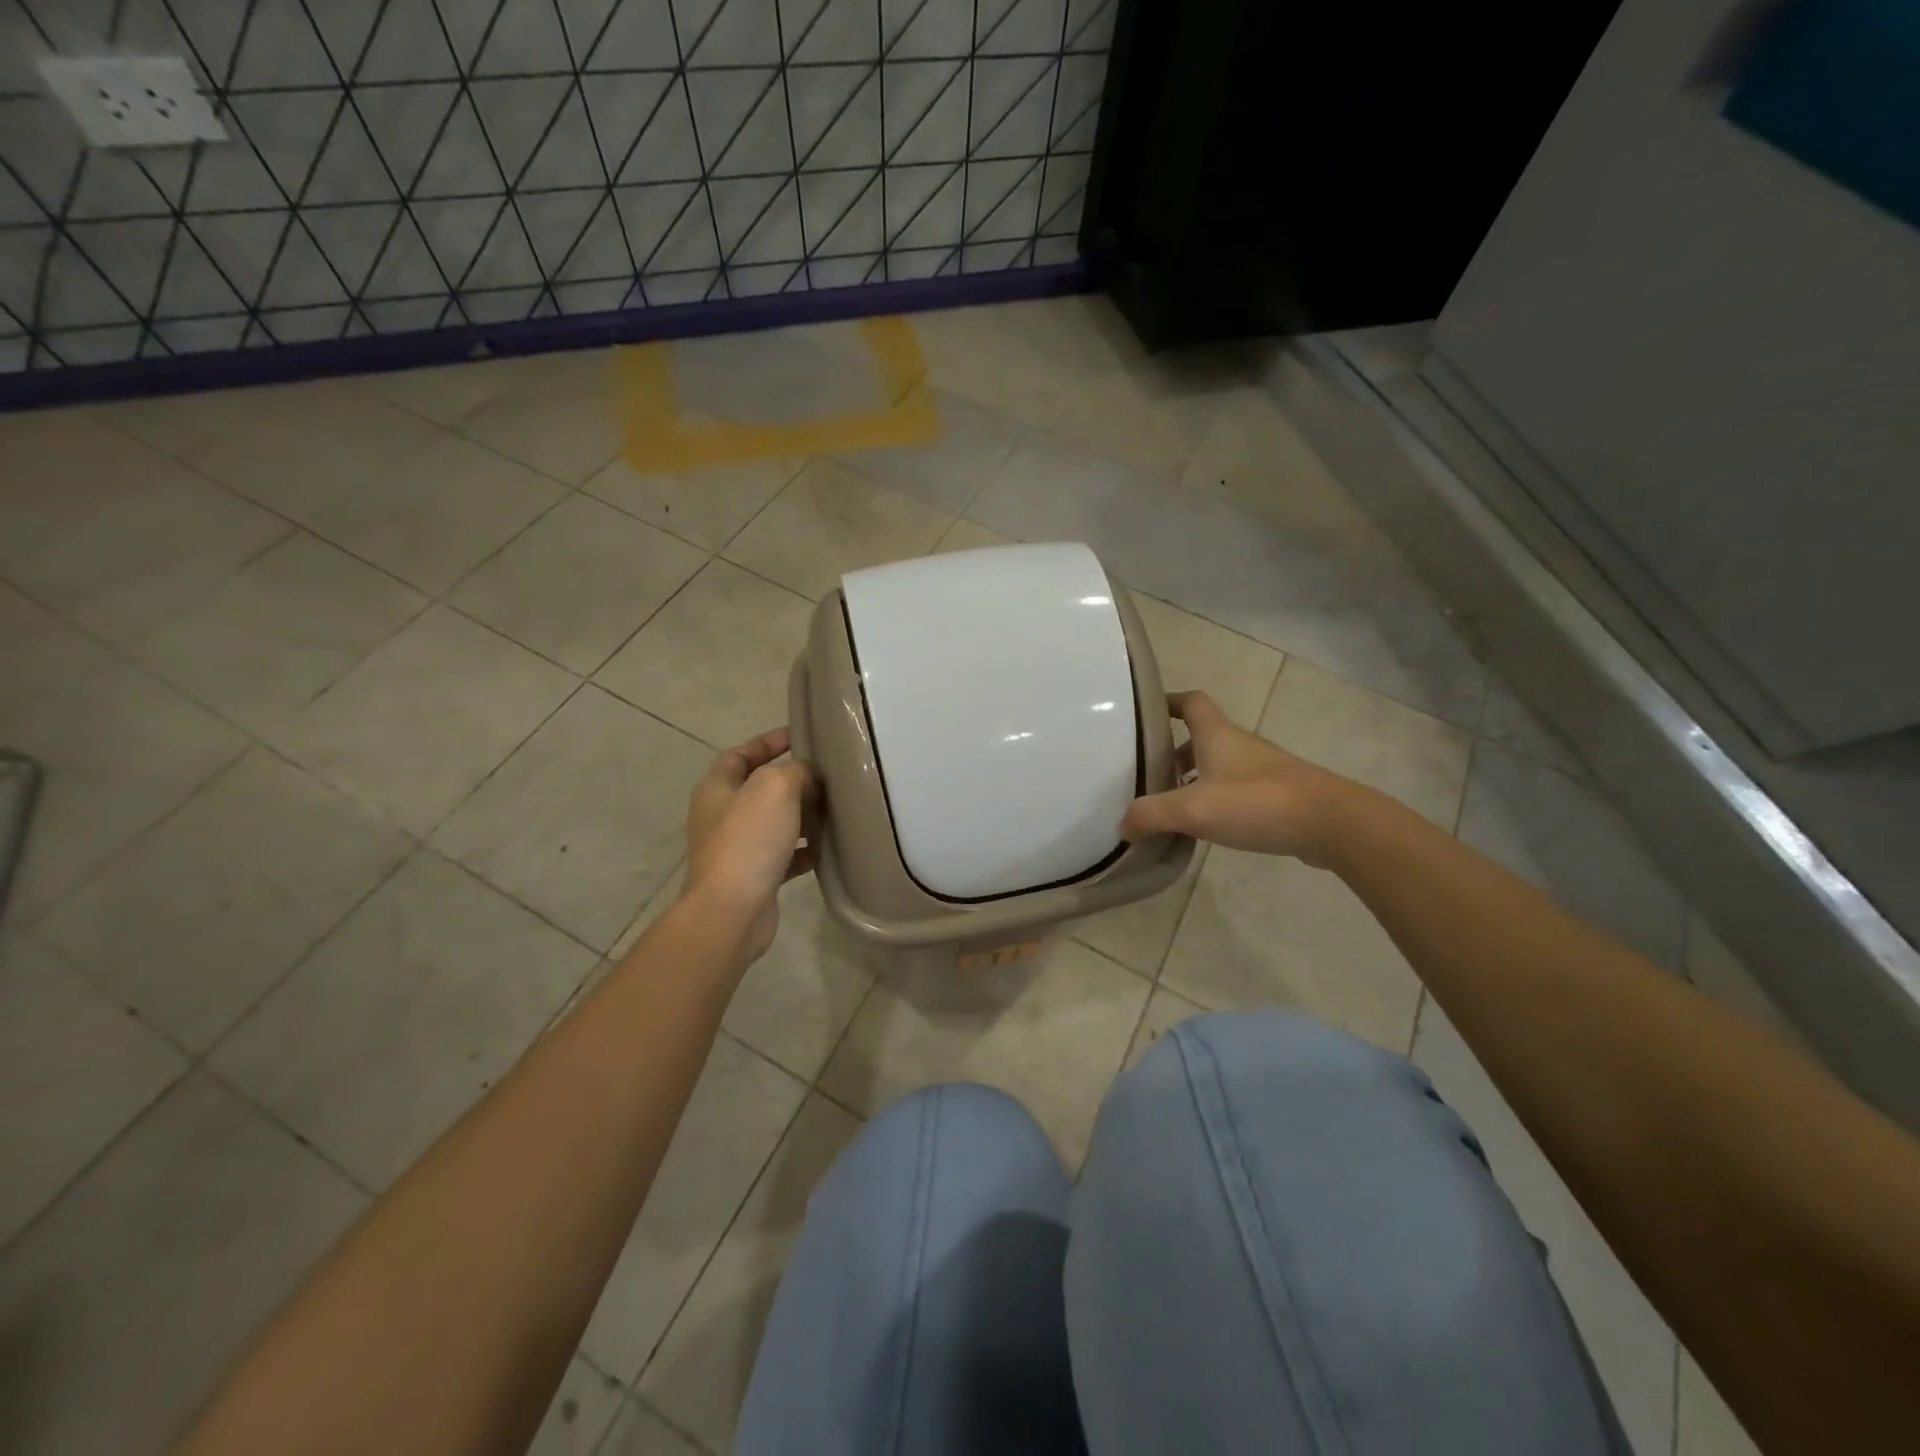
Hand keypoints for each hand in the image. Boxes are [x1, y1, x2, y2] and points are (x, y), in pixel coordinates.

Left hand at [682, 728, 814, 963]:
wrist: (732, 911)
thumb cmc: (748, 840)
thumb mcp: (775, 787)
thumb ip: (795, 771)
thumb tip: (807, 777)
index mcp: (717, 789)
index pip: (740, 754)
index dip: (768, 742)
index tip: (800, 736)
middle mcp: (722, 816)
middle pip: (760, 788)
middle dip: (792, 780)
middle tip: (827, 775)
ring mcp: (737, 849)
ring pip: (775, 823)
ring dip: (803, 816)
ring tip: (835, 808)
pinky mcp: (754, 877)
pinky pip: (784, 856)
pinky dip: (805, 850)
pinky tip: (830, 848)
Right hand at [1121, 691, 1354, 865]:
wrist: (1331, 823)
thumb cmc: (1257, 802)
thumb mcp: (1193, 809)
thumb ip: (1151, 814)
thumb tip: (1123, 825)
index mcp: (1217, 735)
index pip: (1191, 701)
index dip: (1168, 702)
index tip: (1145, 716)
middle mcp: (1239, 745)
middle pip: (1201, 737)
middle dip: (1173, 751)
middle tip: (1147, 774)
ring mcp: (1261, 770)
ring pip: (1218, 765)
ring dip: (1193, 778)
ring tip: (1170, 805)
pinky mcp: (1276, 795)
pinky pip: (1235, 790)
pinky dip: (1215, 799)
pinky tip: (1206, 826)